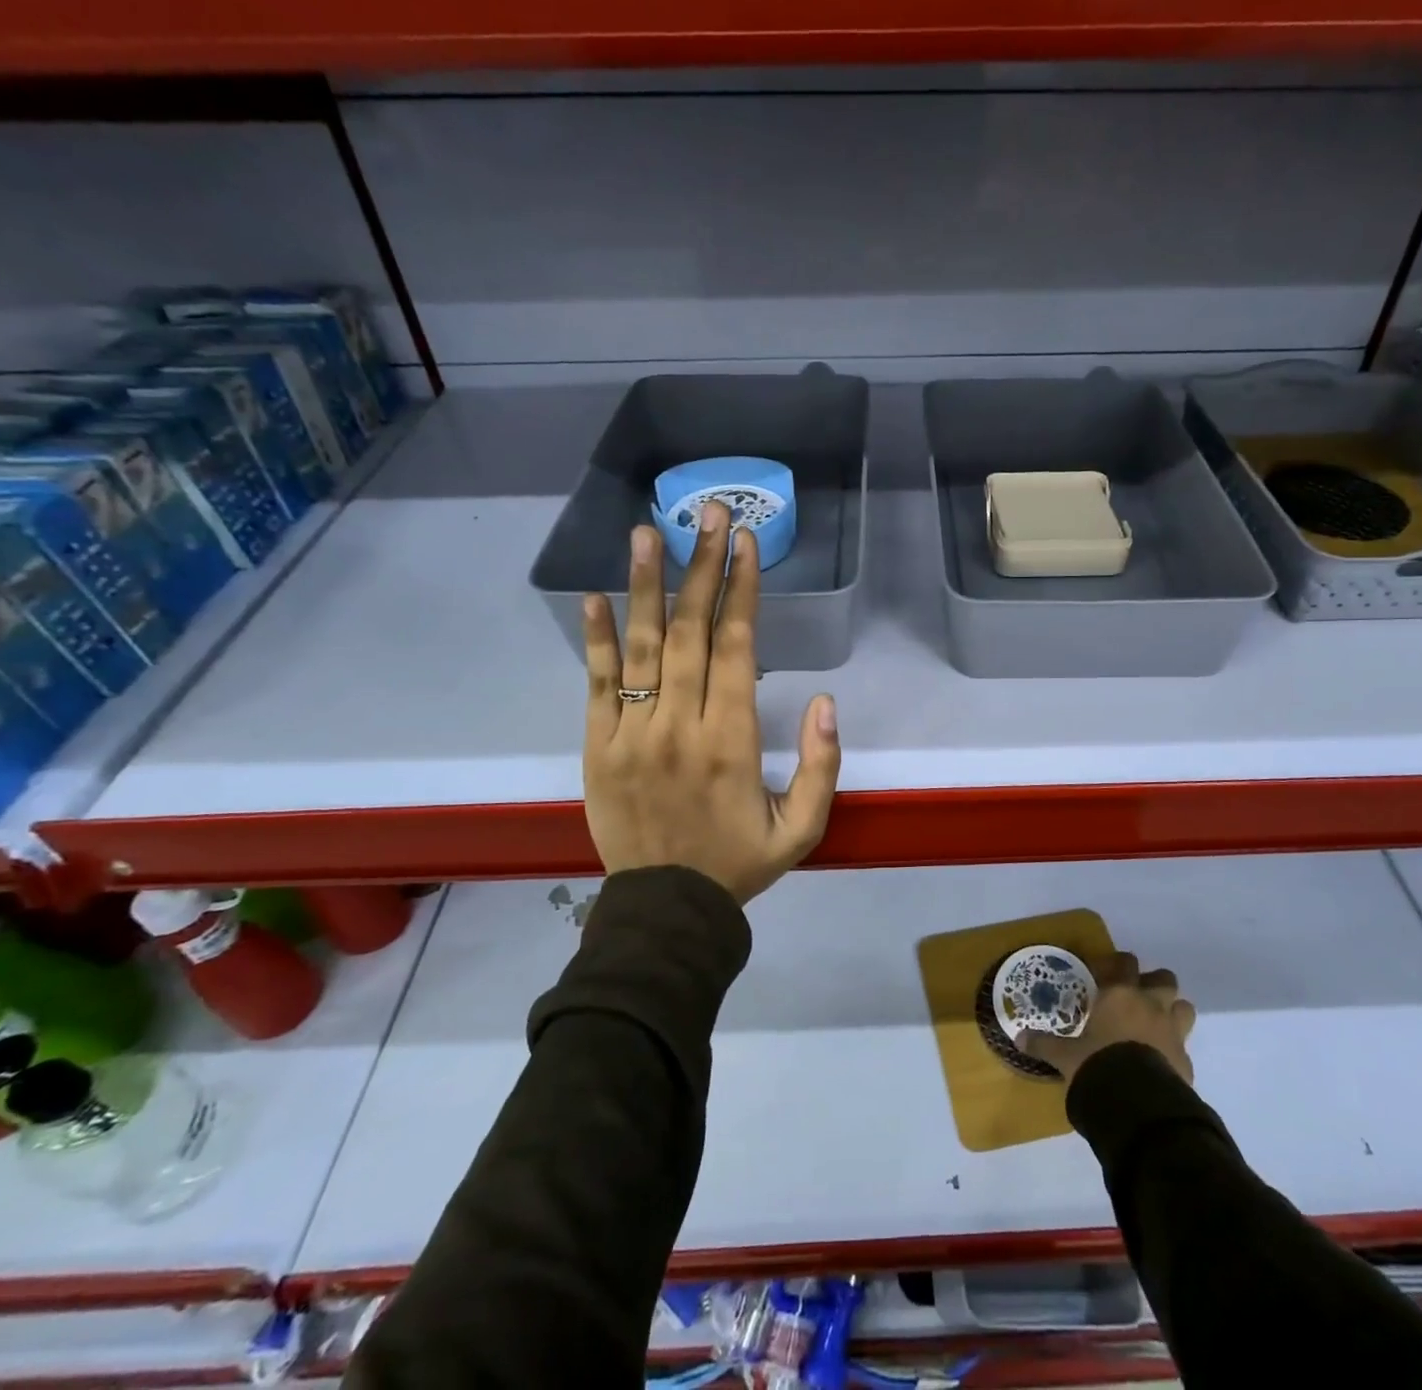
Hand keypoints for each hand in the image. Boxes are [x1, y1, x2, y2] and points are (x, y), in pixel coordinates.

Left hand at [581, 501, 840, 905]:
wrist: (666, 910)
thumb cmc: (740, 864)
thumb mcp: (803, 829)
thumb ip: (822, 766)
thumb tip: (827, 701)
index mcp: (732, 740)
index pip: (737, 647)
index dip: (742, 589)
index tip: (745, 542)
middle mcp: (680, 725)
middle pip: (691, 631)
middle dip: (702, 566)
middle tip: (707, 512)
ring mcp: (631, 733)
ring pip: (642, 647)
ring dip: (646, 585)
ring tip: (647, 532)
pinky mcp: (596, 747)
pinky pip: (596, 684)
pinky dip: (596, 639)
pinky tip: (595, 597)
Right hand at [1020, 951, 1196, 1084]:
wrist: (1137, 1104)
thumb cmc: (1097, 1065)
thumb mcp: (1064, 1056)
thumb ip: (1044, 1044)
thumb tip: (1019, 1038)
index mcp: (1120, 995)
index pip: (1125, 963)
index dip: (1119, 964)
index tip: (1108, 972)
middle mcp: (1150, 1005)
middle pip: (1164, 979)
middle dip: (1154, 984)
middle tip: (1138, 997)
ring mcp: (1173, 1032)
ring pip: (1184, 1007)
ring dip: (1172, 1011)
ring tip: (1156, 1024)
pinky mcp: (1186, 1060)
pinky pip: (1184, 1046)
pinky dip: (1174, 1049)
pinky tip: (1161, 1061)